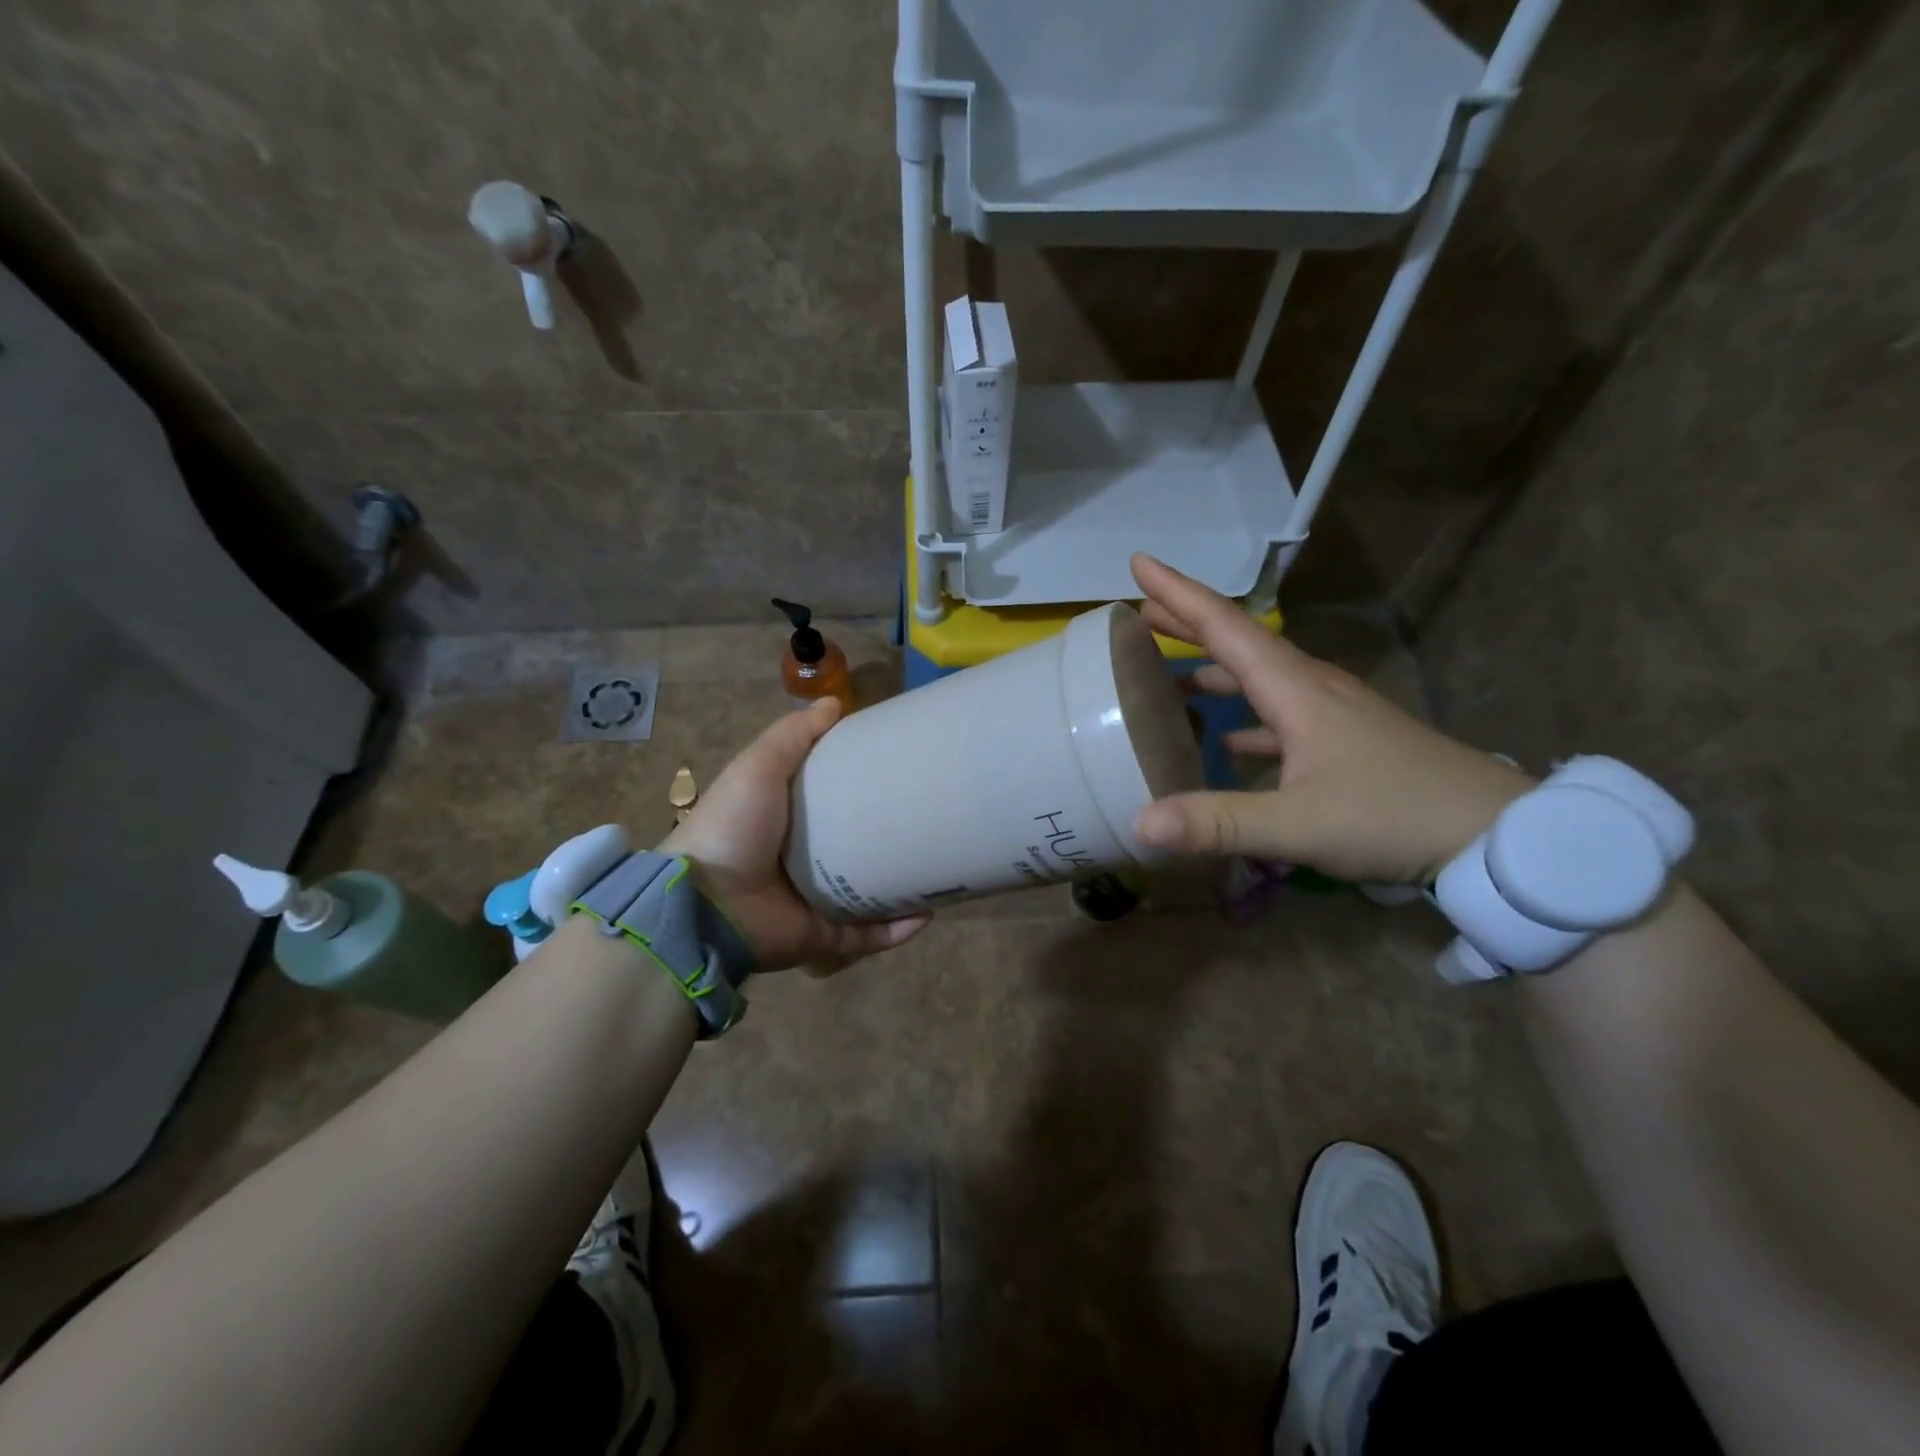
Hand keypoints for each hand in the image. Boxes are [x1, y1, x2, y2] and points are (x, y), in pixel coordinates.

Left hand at [658, 699, 930, 973]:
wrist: (706, 904)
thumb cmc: (734, 827)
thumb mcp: (758, 766)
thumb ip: (793, 735)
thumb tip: (834, 703)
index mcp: (786, 822)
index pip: (833, 800)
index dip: (862, 784)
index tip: (900, 767)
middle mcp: (802, 862)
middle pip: (856, 847)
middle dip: (891, 837)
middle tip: (931, 819)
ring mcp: (814, 902)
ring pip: (868, 894)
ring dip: (901, 885)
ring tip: (939, 867)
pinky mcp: (823, 937)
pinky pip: (867, 936)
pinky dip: (896, 930)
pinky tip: (927, 914)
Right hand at [1129, 554, 1533, 884]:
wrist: (1494, 835)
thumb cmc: (1394, 816)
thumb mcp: (1299, 825)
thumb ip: (1217, 823)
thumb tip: (1139, 824)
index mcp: (1295, 690)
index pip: (1226, 627)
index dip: (1179, 594)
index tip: (1140, 563)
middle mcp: (1311, 688)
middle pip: (1238, 643)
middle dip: (1187, 623)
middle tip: (1139, 613)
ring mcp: (1331, 713)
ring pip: (1259, 677)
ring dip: (1213, 668)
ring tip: (1169, 675)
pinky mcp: (1344, 740)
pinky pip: (1278, 713)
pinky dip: (1243, 715)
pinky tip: (1224, 739)